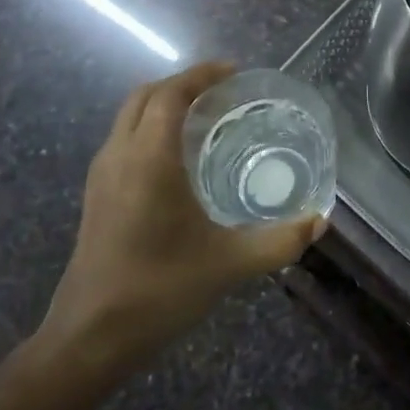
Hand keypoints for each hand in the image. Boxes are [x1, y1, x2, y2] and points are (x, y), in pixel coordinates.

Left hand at [35, 63, 324, 370]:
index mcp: (149, 159)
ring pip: (130, 117)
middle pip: (145, 96)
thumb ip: (279, 241)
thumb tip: (320, 220)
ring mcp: (101, 176)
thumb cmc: (158, 290)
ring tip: (204, 118)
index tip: (233, 72)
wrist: (89, 337)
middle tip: (222, 92)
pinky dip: (150, 128)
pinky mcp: (95, 196)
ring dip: (163, 105)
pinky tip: (178, 159)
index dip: (201, 75)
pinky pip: (124, 140)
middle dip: (182, 84)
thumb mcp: (228, 265)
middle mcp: (119, 156)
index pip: (171, 95)